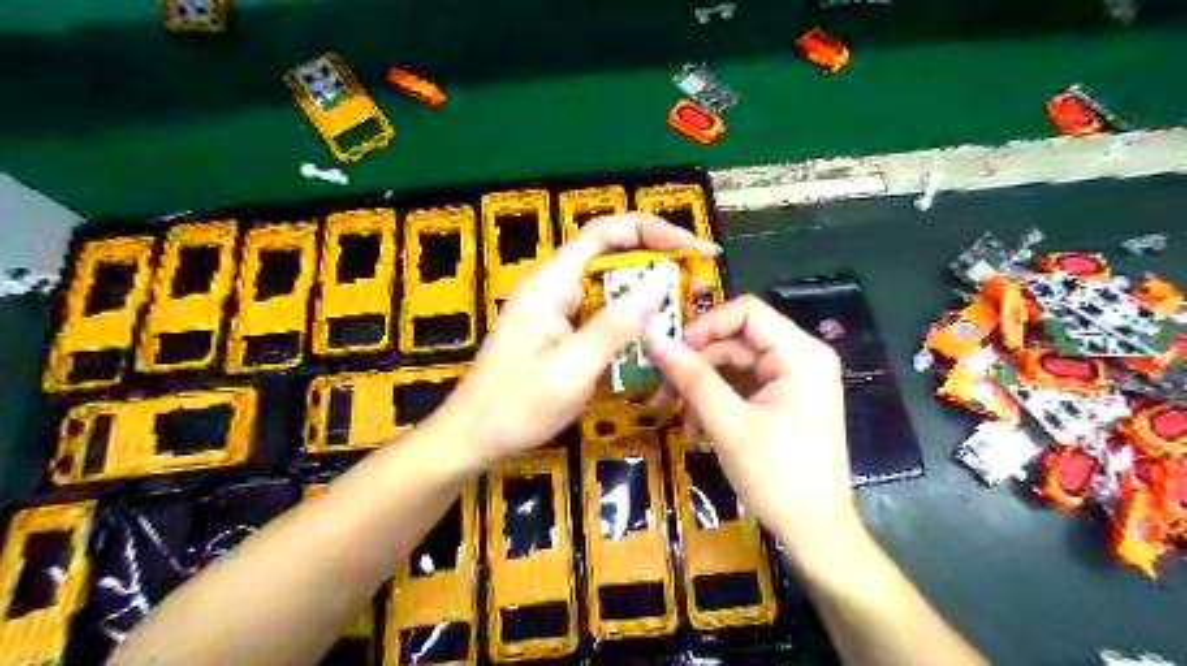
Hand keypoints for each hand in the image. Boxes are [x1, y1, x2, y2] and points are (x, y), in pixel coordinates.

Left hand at [432, 212, 718, 468]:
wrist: (472, 437)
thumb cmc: (515, 407)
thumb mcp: (570, 371)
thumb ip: (612, 328)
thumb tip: (657, 285)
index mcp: (550, 284)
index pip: (604, 234)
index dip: (651, 232)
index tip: (692, 249)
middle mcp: (554, 286)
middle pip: (611, 255)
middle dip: (658, 261)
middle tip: (700, 281)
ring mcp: (556, 309)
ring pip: (610, 285)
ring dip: (648, 291)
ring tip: (688, 305)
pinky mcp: (560, 330)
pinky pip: (602, 312)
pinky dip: (631, 317)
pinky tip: (654, 333)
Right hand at [646, 294, 857, 563]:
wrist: (814, 534)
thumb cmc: (778, 477)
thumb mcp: (728, 423)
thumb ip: (690, 376)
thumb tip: (651, 335)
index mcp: (801, 354)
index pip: (746, 312)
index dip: (704, 325)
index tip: (670, 351)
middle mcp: (800, 358)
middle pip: (736, 341)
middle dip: (696, 366)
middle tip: (660, 392)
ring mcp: (792, 381)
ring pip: (733, 366)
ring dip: (701, 390)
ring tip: (679, 421)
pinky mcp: (782, 402)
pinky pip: (740, 388)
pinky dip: (715, 404)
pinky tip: (698, 431)